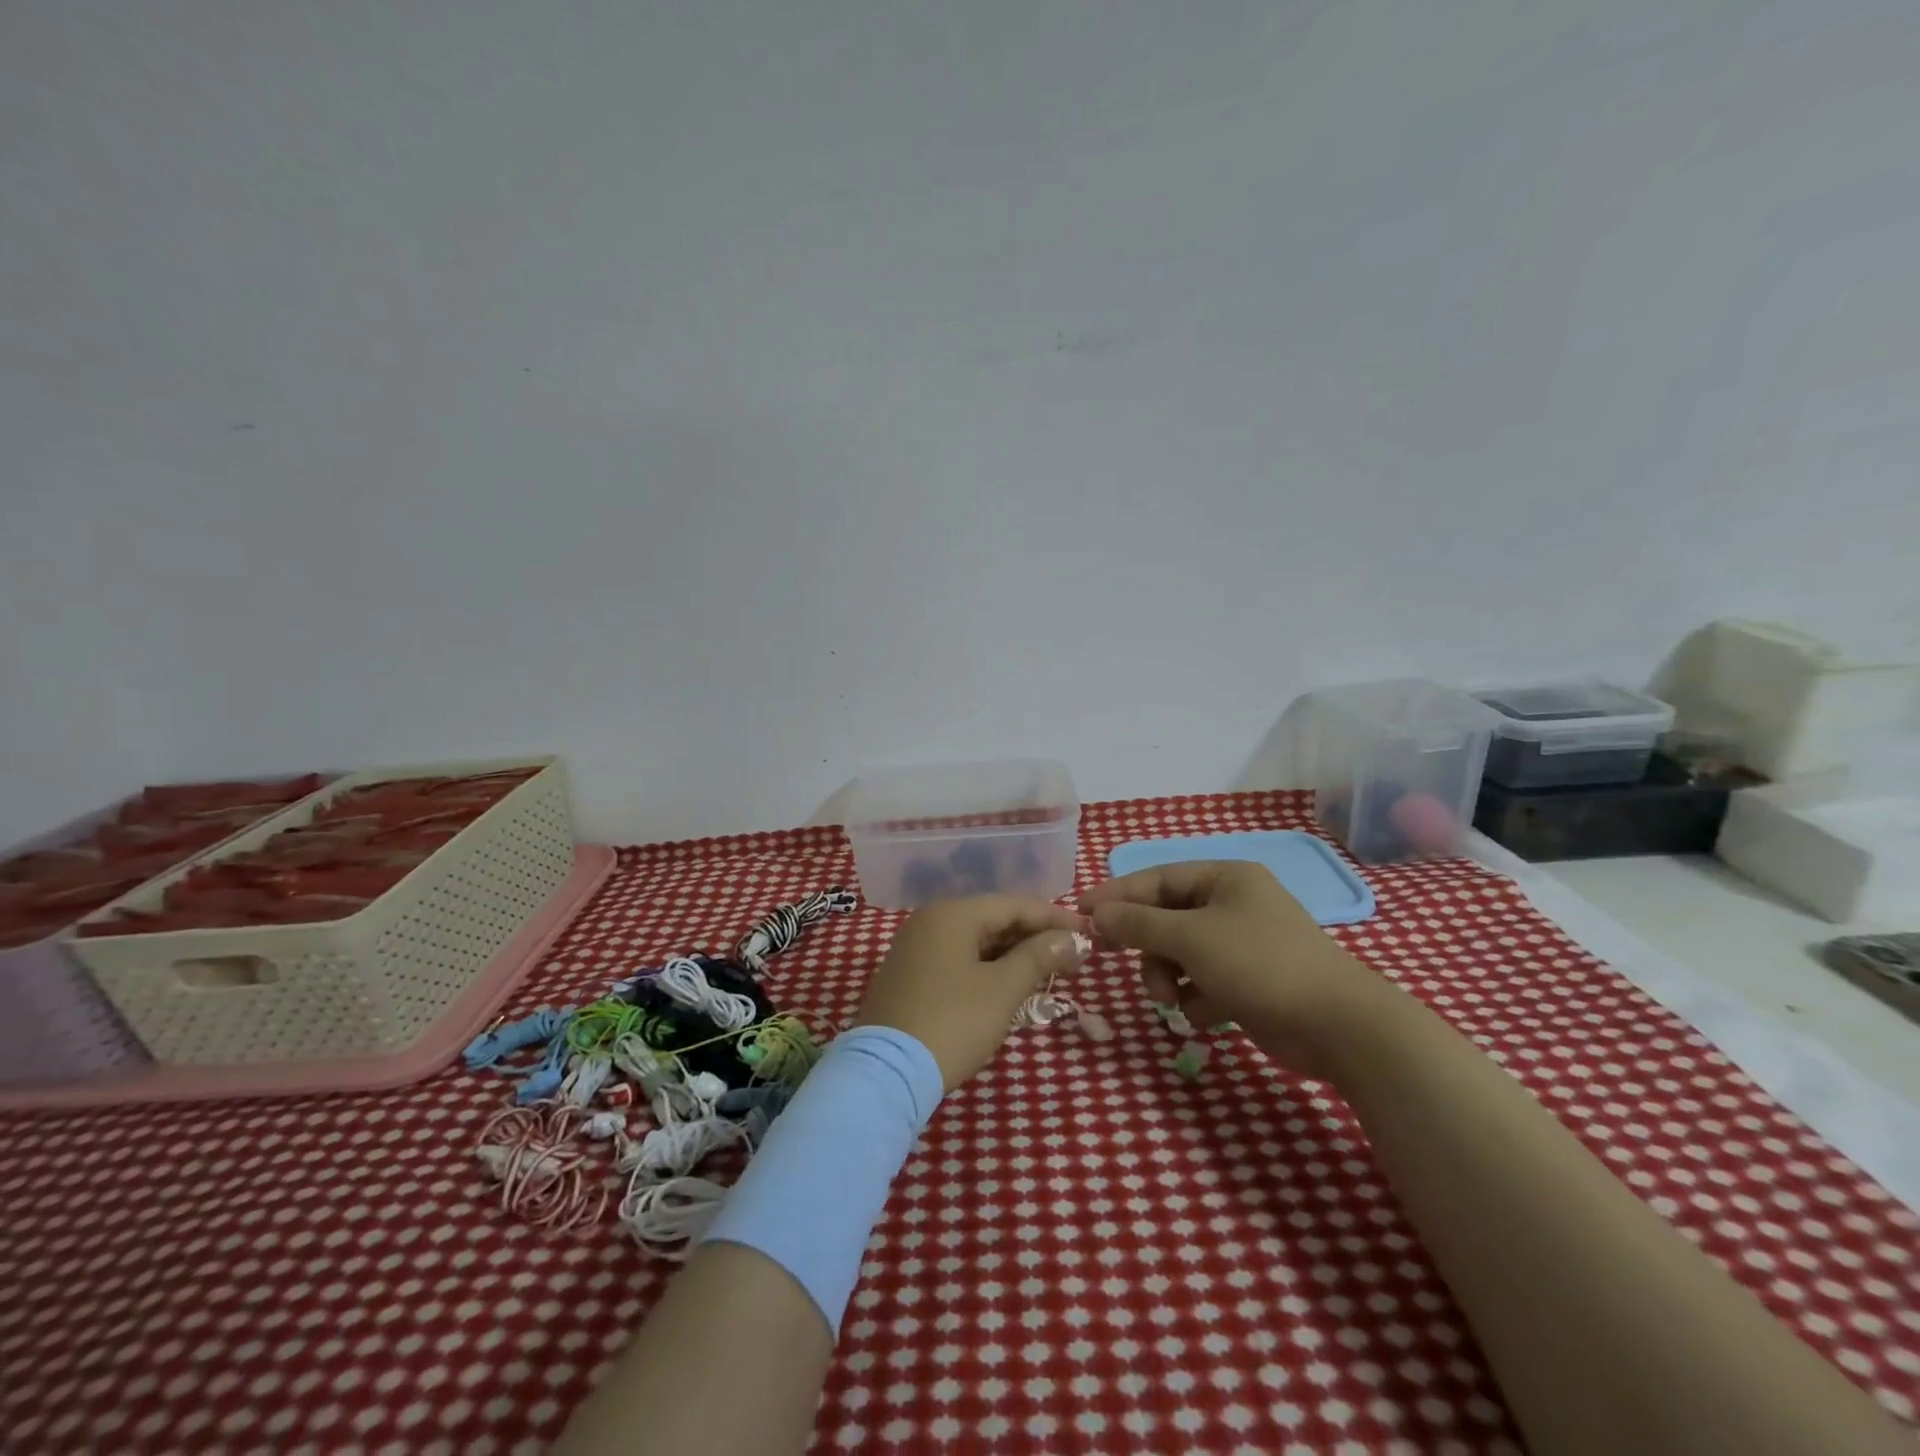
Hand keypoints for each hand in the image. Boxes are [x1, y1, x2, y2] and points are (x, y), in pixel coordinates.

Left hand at [858, 896, 1086, 1090]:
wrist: (885, 1074)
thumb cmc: (952, 1023)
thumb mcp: (1003, 990)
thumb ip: (1039, 957)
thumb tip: (1072, 939)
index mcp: (952, 914)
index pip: (1014, 904)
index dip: (1054, 918)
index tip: (1087, 934)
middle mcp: (930, 921)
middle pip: (993, 919)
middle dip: (1034, 938)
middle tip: (1071, 958)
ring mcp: (914, 948)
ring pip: (975, 941)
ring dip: (1011, 955)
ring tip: (1046, 973)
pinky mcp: (908, 975)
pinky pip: (957, 959)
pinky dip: (986, 968)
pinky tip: (1008, 987)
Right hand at [1079, 861, 1390, 1077]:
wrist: (1338, 1027)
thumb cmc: (1260, 964)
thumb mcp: (1190, 938)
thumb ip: (1137, 924)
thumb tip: (1094, 913)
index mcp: (1224, 878)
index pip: (1156, 878)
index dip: (1116, 894)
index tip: (1080, 911)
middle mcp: (1232, 904)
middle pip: (1165, 917)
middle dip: (1145, 944)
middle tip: (1107, 955)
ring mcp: (1242, 944)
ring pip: (1179, 953)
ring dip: (1167, 976)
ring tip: (1172, 999)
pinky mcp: (1248, 981)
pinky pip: (1201, 980)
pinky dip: (1197, 997)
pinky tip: (1210, 1013)